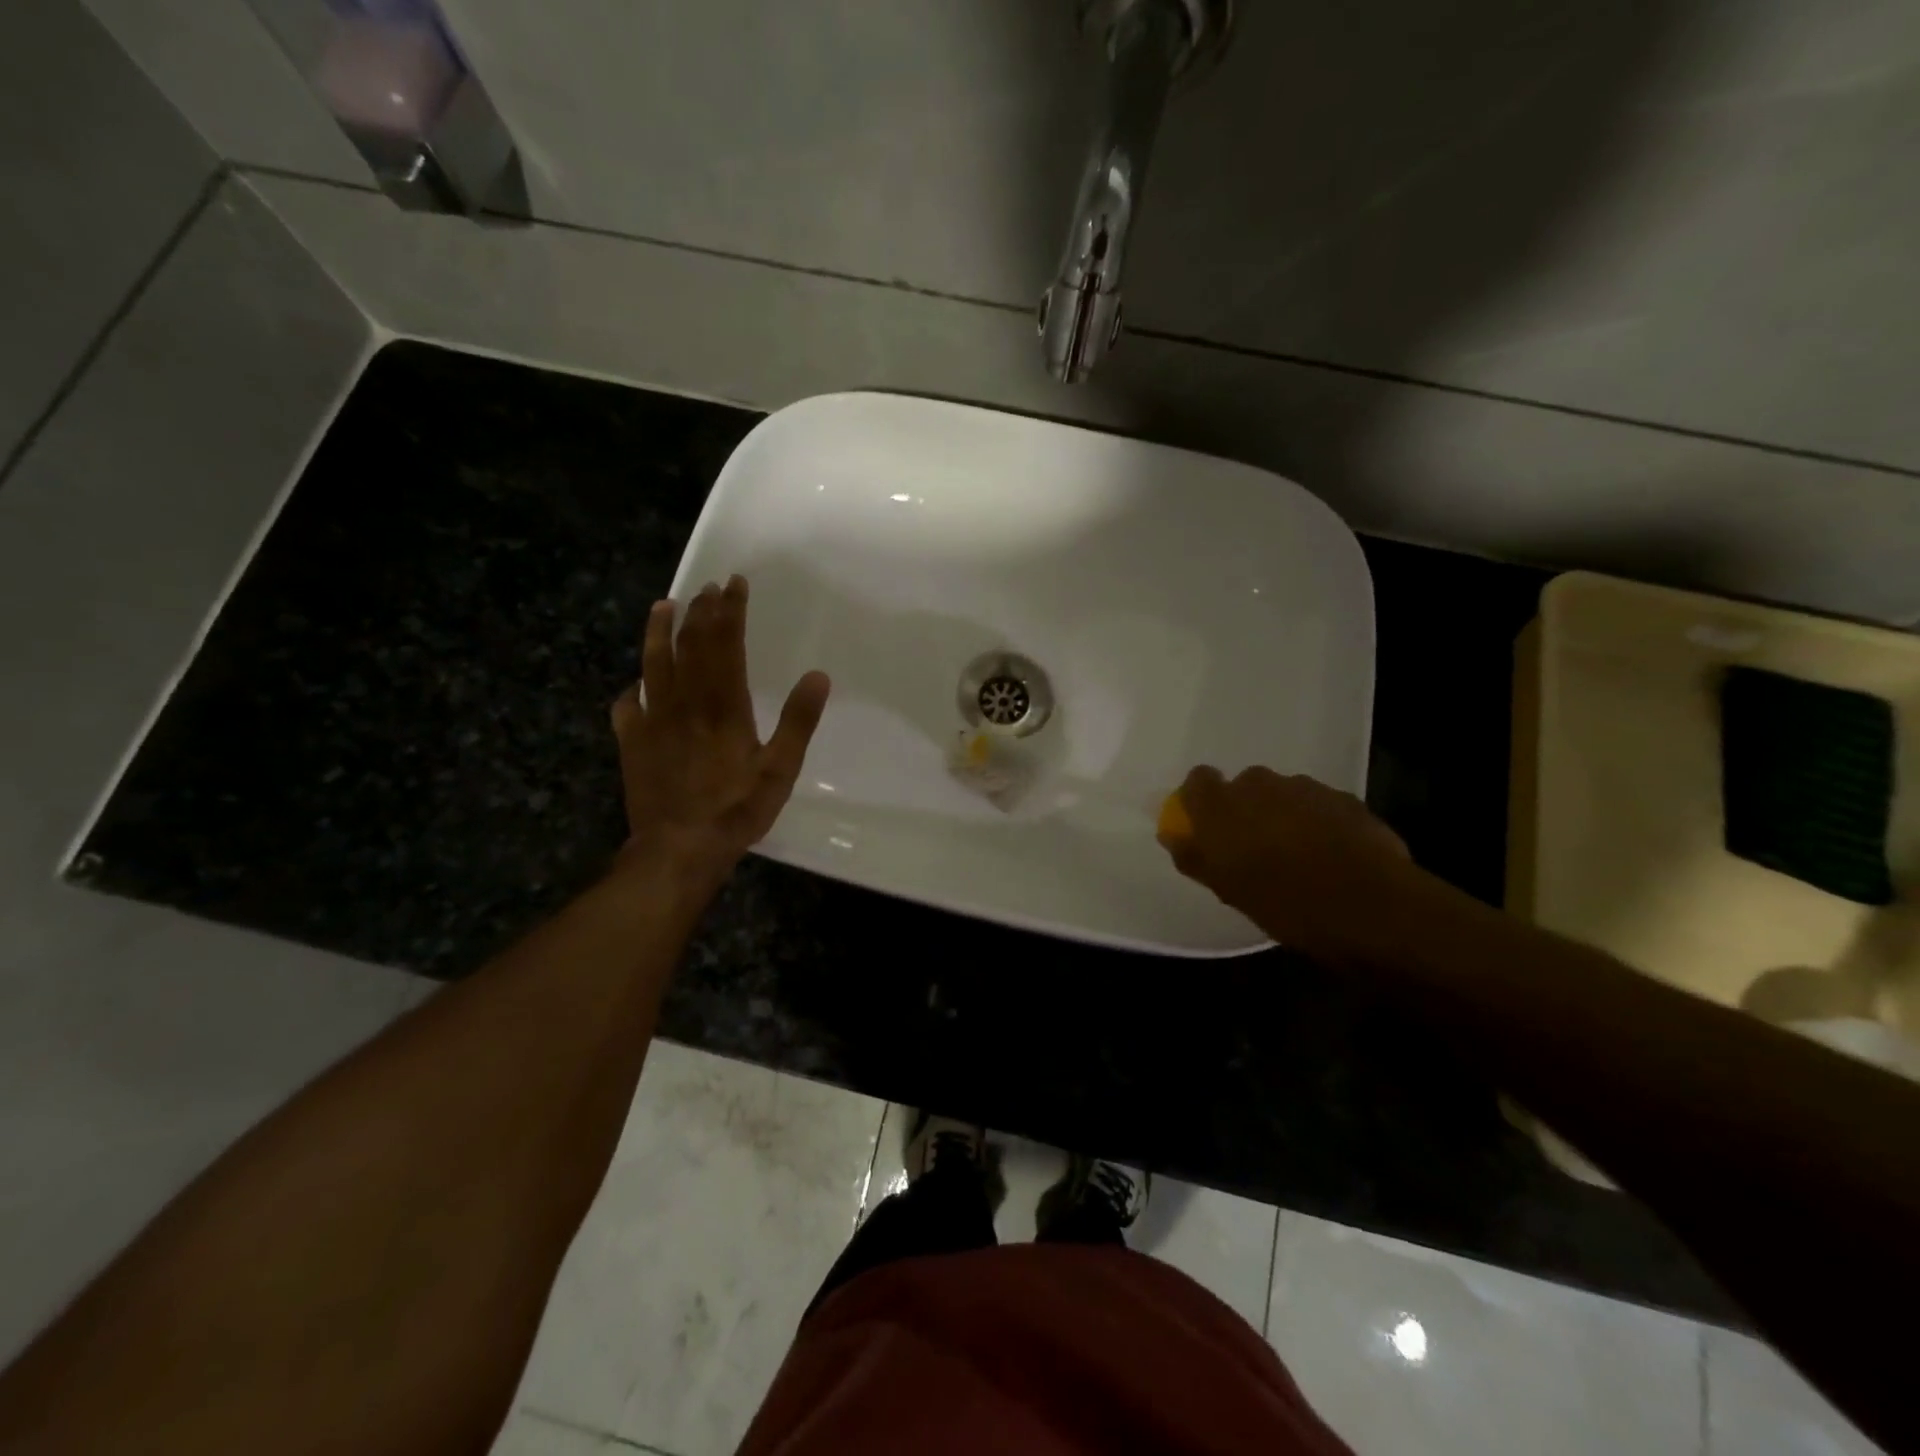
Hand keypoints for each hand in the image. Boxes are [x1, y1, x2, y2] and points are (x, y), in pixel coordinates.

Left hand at [610, 575, 829, 888]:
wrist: (678, 849)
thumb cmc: (736, 809)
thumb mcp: (781, 769)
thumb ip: (798, 721)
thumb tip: (818, 676)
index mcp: (723, 706)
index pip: (725, 644)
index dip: (730, 612)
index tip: (733, 583)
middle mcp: (685, 703)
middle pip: (690, 646)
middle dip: (700, 612)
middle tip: (707, 587)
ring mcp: (653, 721)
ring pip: (653, 665)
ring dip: (659, 632)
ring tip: (663, 606)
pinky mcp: (632, 743)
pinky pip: (627, 707)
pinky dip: (632, 690)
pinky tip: (634, 685)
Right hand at [1160, 765, 1428, 963]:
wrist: (1370, 906)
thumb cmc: (1283, 902)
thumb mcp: (1227, 889)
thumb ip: (1195, 856)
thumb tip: (1175, 836)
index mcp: (1221, 804)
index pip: (1198, 781)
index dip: (1201, 801)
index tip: (1207, 827)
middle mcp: (1259, 784)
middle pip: (1244, 787)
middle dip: (1247, 809)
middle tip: (1255, 848)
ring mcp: (1305, 787)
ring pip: (1284, 795)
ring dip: (1284, 815)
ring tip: (1298, 855)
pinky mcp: (1345, 798)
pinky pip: (1319, 806)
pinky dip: (1319, 823)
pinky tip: (1331, 856)